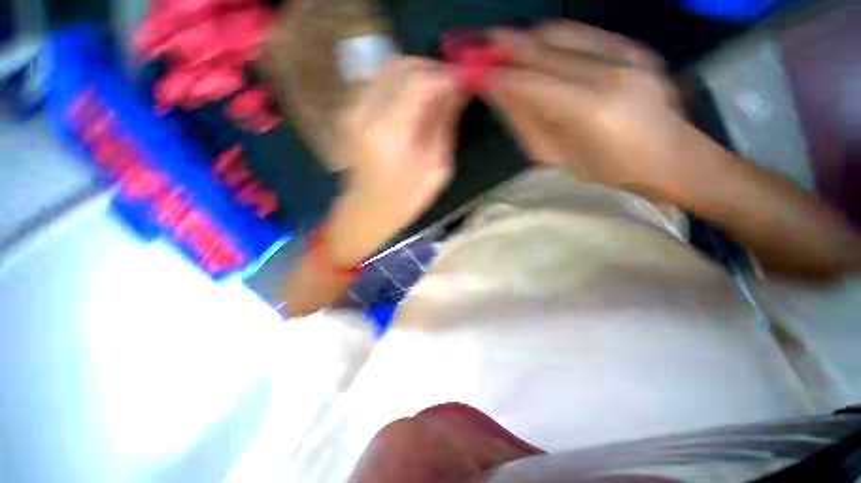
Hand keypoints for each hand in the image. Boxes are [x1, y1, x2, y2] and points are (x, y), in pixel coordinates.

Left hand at [327, 57, 466, 265]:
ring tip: (437, 94)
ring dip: (419, 75)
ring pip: (390, 69)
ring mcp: (354, 108)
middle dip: (433, 70)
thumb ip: (445, 125)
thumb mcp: (436, 169)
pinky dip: (403, 83)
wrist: (368, 210)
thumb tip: (458, 91)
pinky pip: (380, 81)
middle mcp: (366, 110)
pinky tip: (417, 101)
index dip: (446, 76)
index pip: (421, 81)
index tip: (465, 82)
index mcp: (390, 131)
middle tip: (452, 87)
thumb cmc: (405, 199)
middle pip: (403, 66)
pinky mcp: (352, 110)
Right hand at [483, 21, 689, 196]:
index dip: (495, 75)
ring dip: (523, 38)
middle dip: (502, 45)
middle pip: (543, 47)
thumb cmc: (606, 170)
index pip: (530, 83)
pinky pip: (579, 33)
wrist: (670, 157)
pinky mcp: (632, 45)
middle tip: (473, 44)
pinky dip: (549, 39)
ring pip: (559, 32)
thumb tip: (498, 92)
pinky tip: (533, 49)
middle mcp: (610, 71)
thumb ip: (527, 121)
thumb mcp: (558, 155)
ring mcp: (625, 52)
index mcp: (590, 110)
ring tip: (499, 47)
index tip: (468, 70)